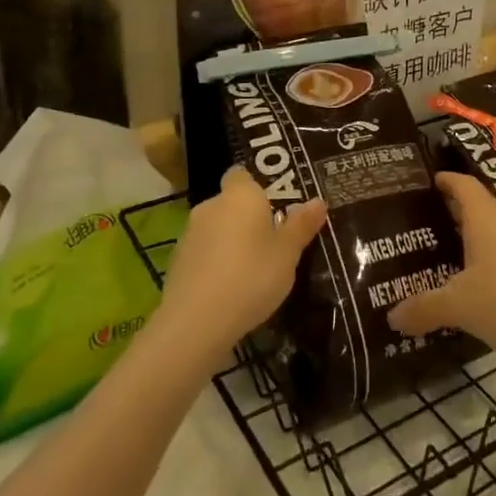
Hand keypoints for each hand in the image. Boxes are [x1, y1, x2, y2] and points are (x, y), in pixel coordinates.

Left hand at [156, 167, 326, 366]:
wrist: (196, 321)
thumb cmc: (252, 276)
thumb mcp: (288, 253)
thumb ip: (301, 225)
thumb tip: (318, 201)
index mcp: (240, 196)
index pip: (242, 174)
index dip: (256, 186)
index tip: (274, 204)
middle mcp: (211, 206)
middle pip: (230, 203)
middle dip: (247, 217)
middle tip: (272, 240)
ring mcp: (189, 234)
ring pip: (216, 228)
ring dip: (230, 241)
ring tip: (252, 267)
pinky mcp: (177, 262)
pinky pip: (203, 253)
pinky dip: (215, 262)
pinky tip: (229, 287)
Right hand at [388, 172, 495, 363]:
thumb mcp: (458, 304)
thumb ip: (424, 307)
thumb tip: (392, 317)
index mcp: (485, 216)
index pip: (463, 184)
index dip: (445, 179)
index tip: (428, 180)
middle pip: (477, 206)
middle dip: (451, 211)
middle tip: (423, 222)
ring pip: (492, 232)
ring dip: (470, 238)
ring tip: (442, 253)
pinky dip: (487, 261)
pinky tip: (473, 283)